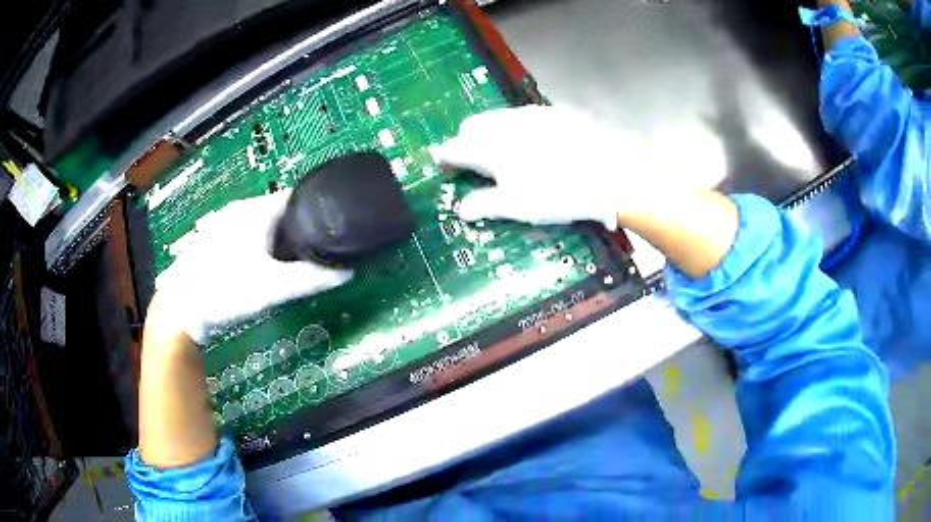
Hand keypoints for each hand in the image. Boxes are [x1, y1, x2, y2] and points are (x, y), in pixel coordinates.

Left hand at [151, 191, 351, 344]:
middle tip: (318, 252)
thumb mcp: (273, 287)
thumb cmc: (226, 290)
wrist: (180, 308)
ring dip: (279, 241)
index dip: (318, 210)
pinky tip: (262, 270)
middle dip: (300, 229)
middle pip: (280, 212)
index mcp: (255, 211)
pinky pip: (247, 238)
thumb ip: (311, 280)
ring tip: (294, 264)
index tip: (334, 228)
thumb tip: (346, 273)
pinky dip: (260, 248)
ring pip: (262, 226)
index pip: (296, 197)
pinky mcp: (215, 243)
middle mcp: (239, 211)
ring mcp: (224, 226)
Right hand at [434, 105, 666, 229]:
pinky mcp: (554, 112)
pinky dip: (517, 129)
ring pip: (497, 119)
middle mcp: (504, 123)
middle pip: (471, 126)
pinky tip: (536, 146)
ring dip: (491, 134)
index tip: (446, 169)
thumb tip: (462, 209)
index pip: (453, 148)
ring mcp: (530, 113)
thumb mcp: (518, 206)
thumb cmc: (559, 192)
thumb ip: (485, 204)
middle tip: (476, 165)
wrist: (611, 170)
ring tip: (506, 155)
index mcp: (488, 146)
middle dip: (466, 142)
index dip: (445, 160)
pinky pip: (523, 117)